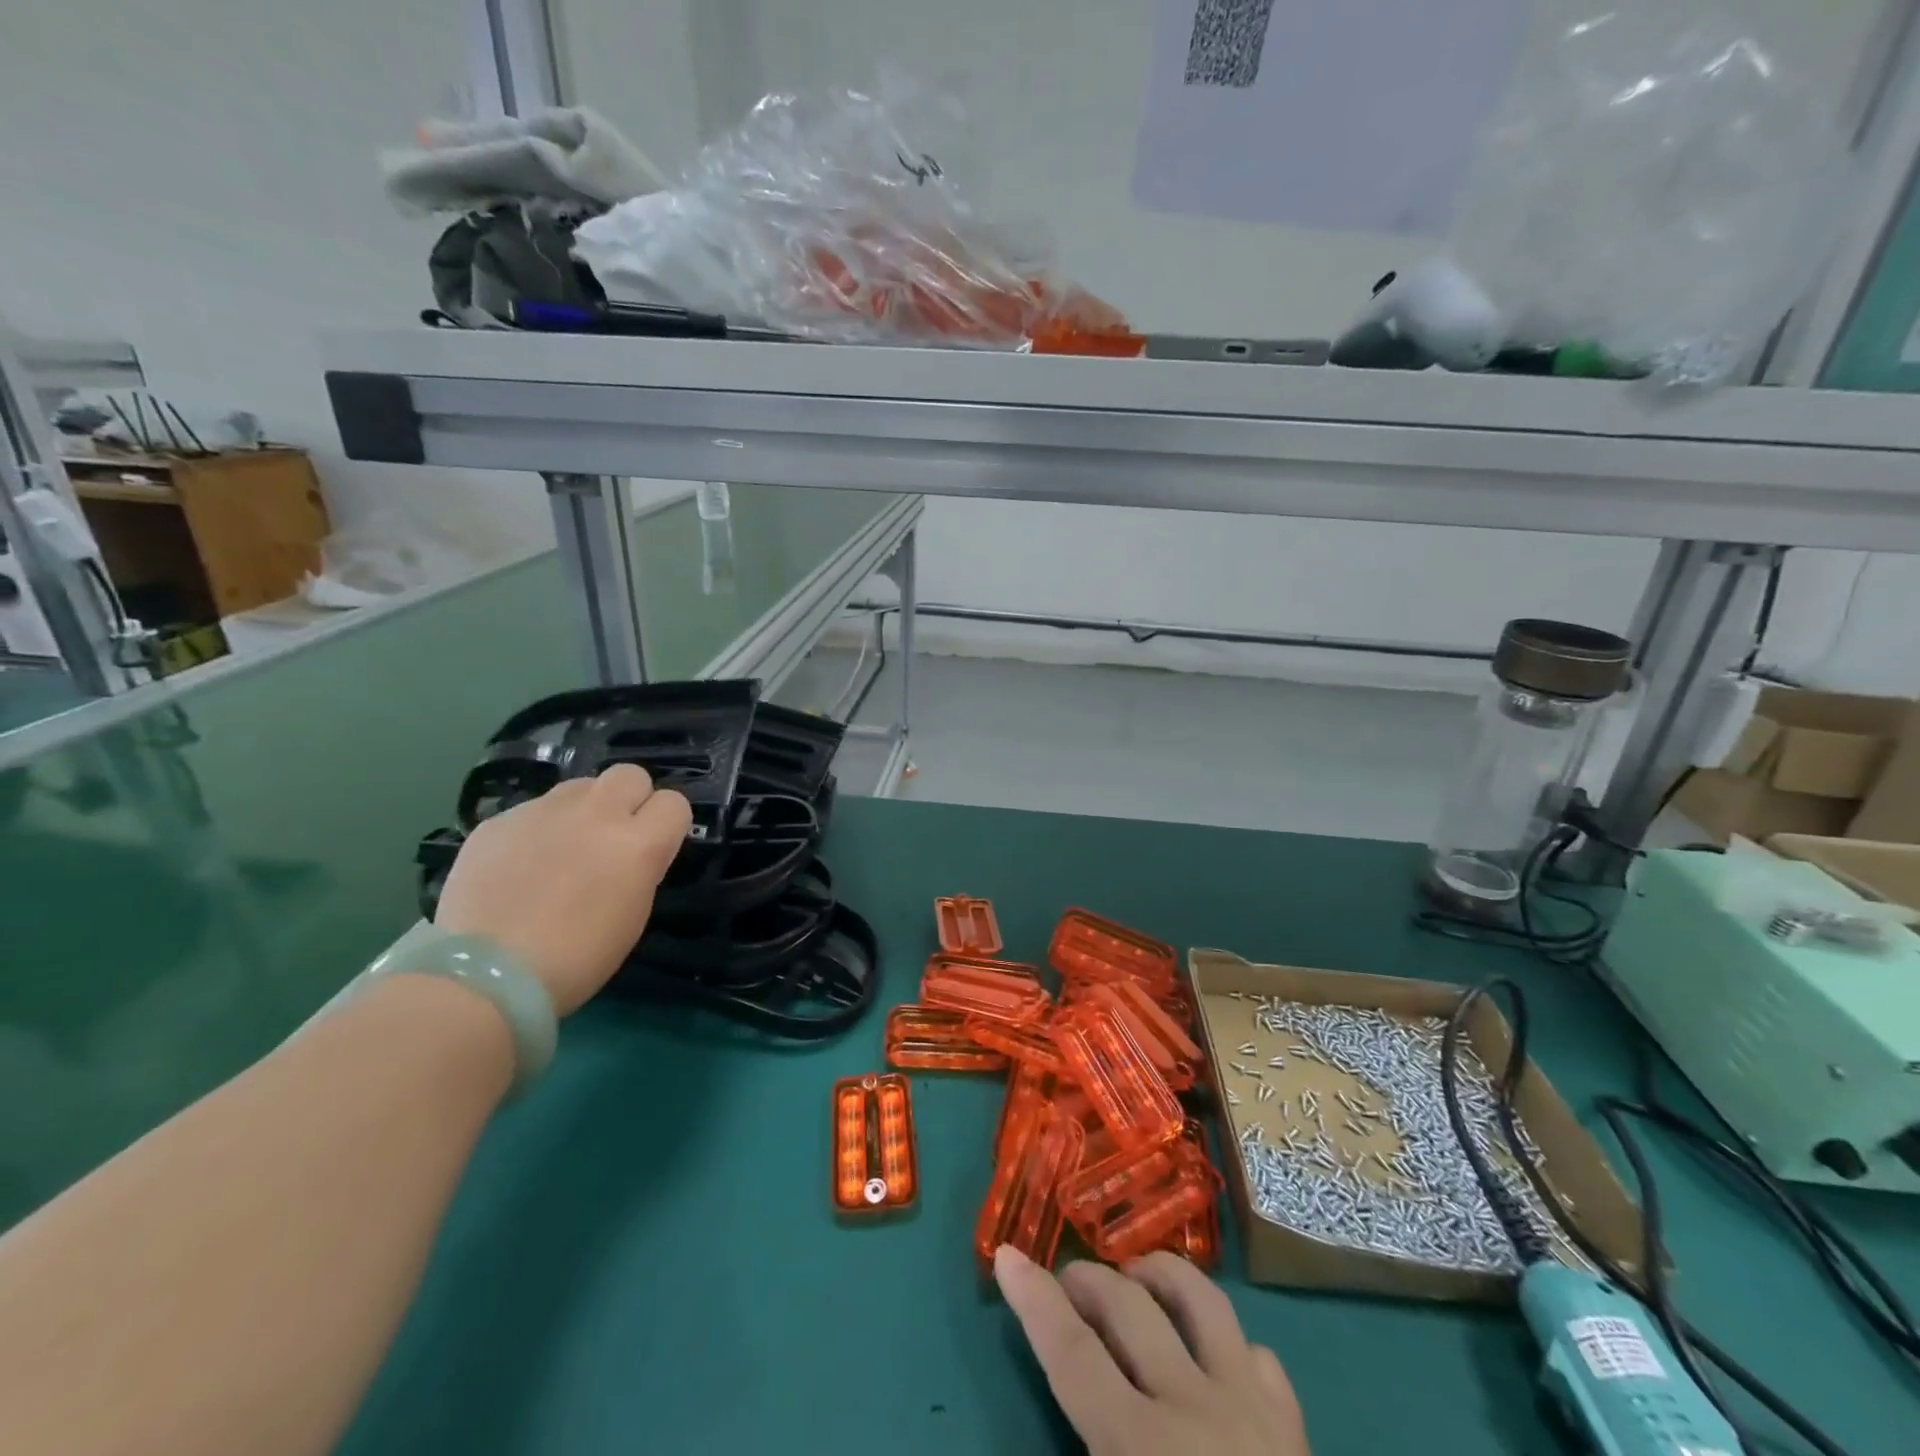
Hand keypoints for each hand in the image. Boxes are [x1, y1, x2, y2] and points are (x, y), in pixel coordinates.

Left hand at [434, 764, 690, 1013]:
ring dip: (583, 809)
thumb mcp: (633, 914)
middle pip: (631, 774)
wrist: (486, 974)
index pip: (674, 803)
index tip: (653, 846)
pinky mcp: (500, 819)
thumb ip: (639, 867)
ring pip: (580, 786)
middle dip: (630, 798)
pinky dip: (537, 830)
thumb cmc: (577, 958)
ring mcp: (544, 811)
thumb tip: (630, 851)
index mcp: (639, 843)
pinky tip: (520, 866)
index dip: (666, 823)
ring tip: (563, 847)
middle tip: (613, 834)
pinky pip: (533, 810)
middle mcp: (597, 814)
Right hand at [995, 1247, 1308, 1455]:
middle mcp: (1194, 1409)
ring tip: (1133, 1280)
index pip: (1073, 1354)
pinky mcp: (1296, 1432)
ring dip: (1158, 1276)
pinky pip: (1257, 1356)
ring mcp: (1253, 1411)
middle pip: (1127, 1308)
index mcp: (1142, 1448)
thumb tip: (1073, 1418)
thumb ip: (1086, 1454)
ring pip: (1200, 1299)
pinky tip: (1212, 1361)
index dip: (1035, 1301)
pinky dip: (1227, 1344)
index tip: (1006, 1254)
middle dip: (1086, 1279)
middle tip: (1063, 1281)